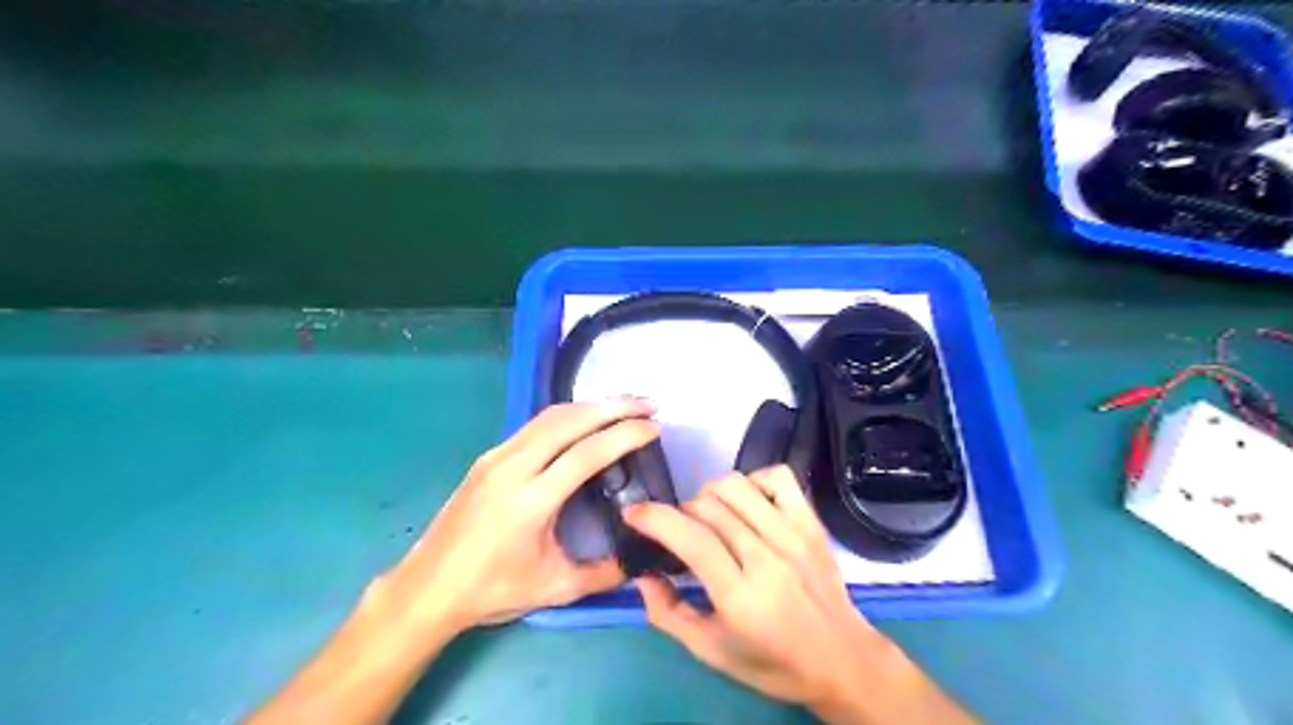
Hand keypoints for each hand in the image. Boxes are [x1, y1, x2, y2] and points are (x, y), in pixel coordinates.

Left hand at [376, 398, 657, 630]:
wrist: (427, 588)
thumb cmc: (491, 590)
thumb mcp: (554, 588)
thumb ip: (604, 573)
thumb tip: (641, 559)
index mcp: (530, 501)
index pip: (586, 454)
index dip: (624, 435)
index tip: (655, 427)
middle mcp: (512, 467)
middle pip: (569, 422)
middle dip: (613, 406)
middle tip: (648, 404)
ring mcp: (496, 457)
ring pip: (550, 417)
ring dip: (590, 406)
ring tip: (623, 406)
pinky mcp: (488, 457)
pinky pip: (534, 425)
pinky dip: (568, 416)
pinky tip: (585, 420)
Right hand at [623, 469, 969, 720]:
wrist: (843, 660)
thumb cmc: (773, 662)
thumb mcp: (711, 652)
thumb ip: (668, 615)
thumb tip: (642, 576)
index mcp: (740, 595)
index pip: (691, 538)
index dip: (654, 518)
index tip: (632, 513)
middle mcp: (767, 557)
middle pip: (708, 507)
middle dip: (680, 512)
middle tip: (680, 533)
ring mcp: (793, 534)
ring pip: (736, 486)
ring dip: (710, 494)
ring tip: (710, 517)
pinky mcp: (812, 523)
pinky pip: (778, 477)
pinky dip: (753, 480)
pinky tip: (748, 503)